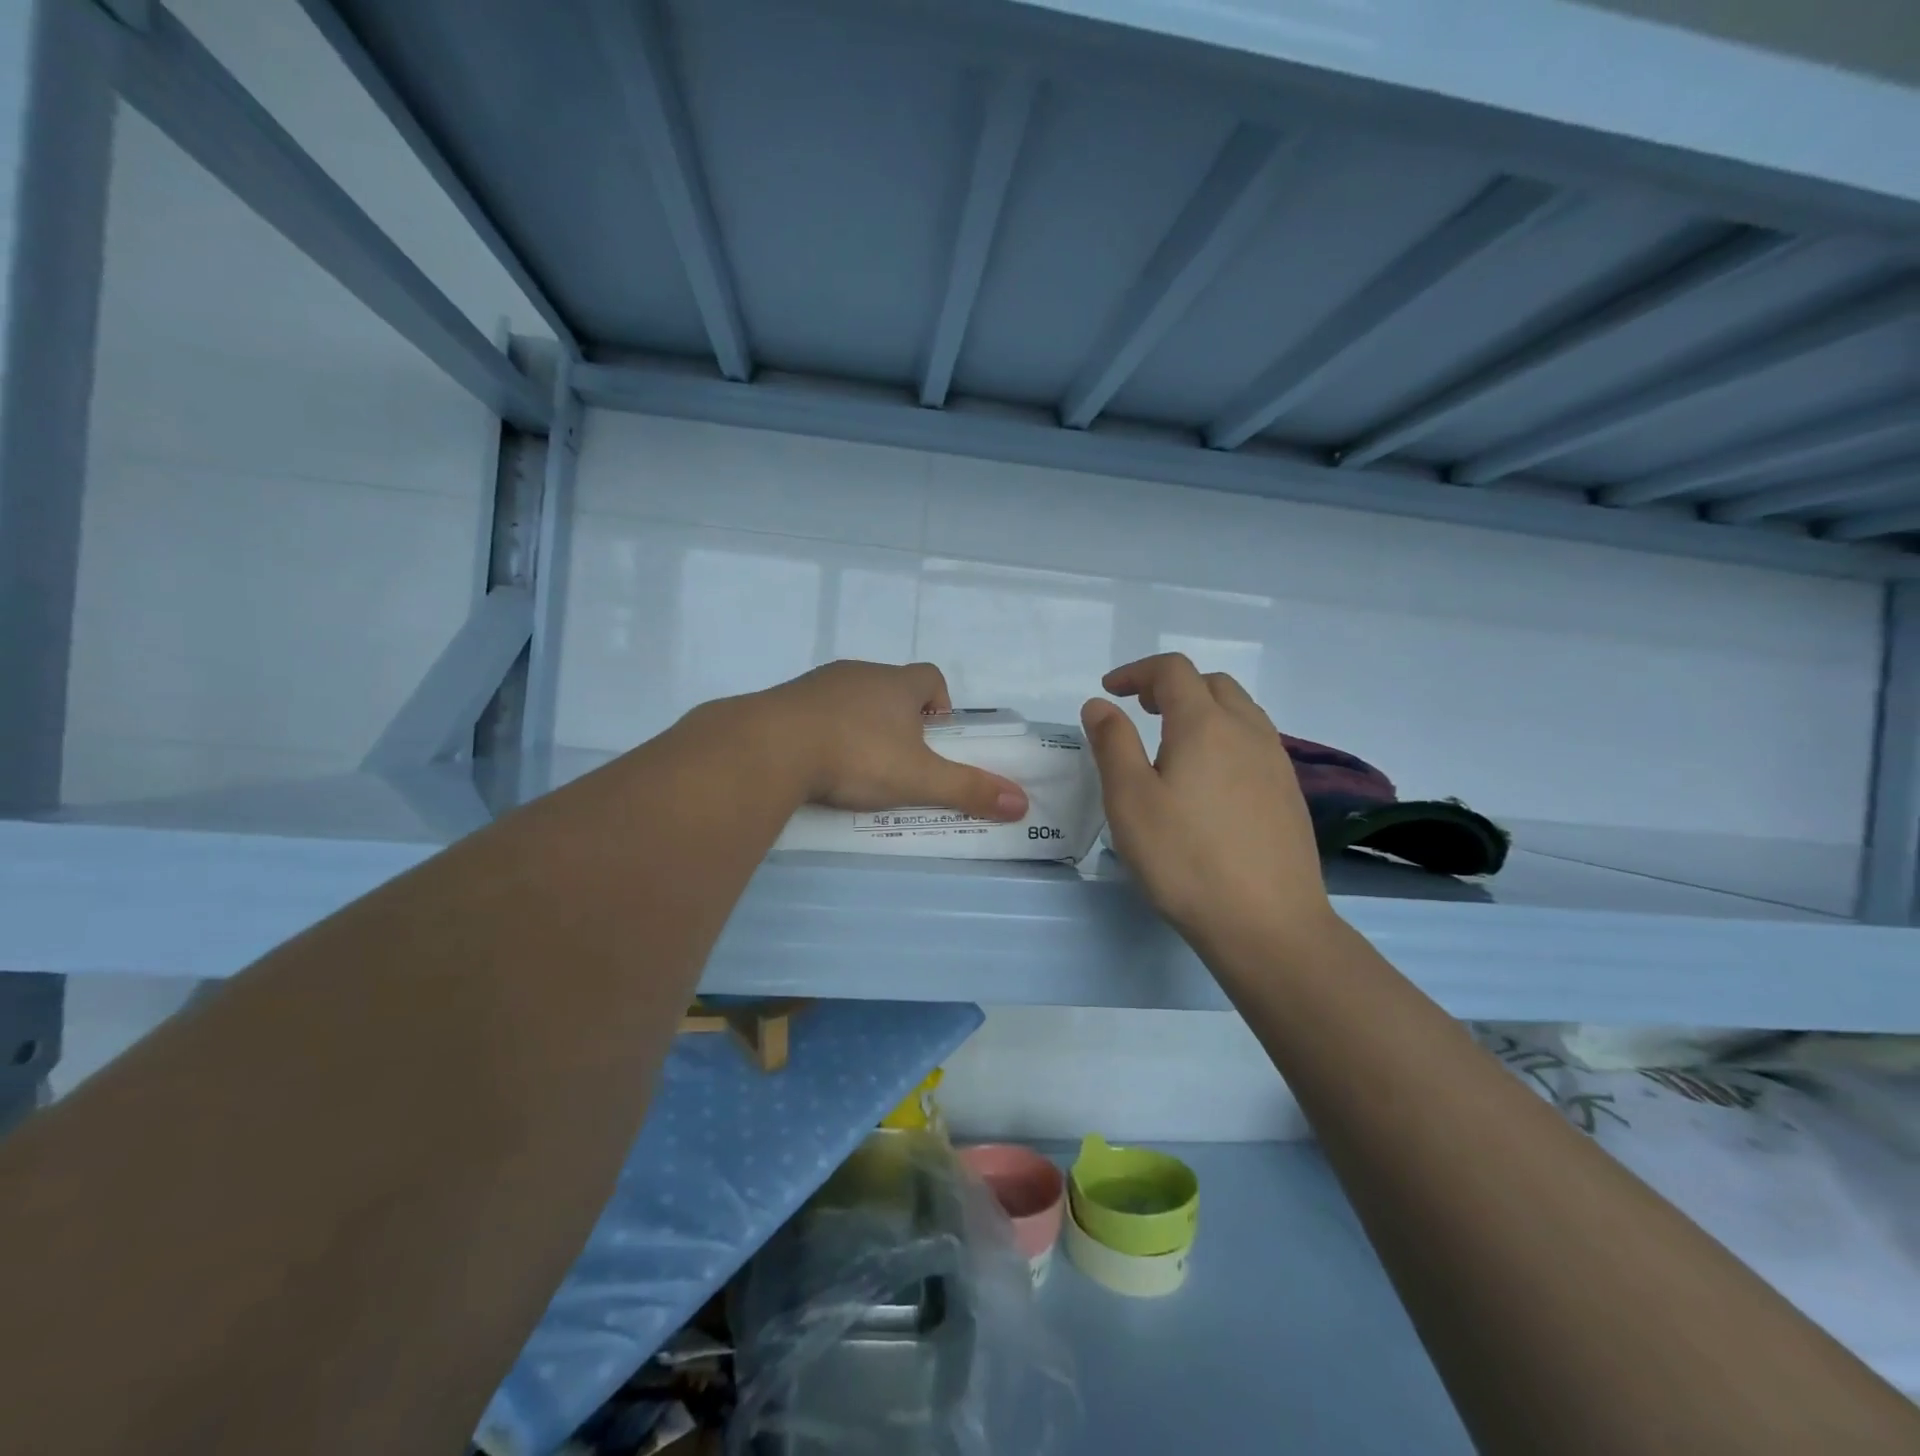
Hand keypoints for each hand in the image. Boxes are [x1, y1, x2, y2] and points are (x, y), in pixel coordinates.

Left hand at [757, 661, 1028, 820]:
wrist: (769, 747)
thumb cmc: (856, 756)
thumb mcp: (918, 778)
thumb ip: (968, 789)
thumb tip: (1022, 803)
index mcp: (896, 683)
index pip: (931, 677)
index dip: (940, 703)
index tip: (935, 737)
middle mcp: (859, 673)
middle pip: (890, 687)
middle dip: (900, 718)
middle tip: (898, 759)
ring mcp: (817, 684)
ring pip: (850, 697)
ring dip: (859, 723)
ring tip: (855, 765)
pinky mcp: (783, 700)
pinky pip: (813, 710)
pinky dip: (822, 729)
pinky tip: (815, 762)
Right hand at [1082, 654, 1333, 953]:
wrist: (1269, 924)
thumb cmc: (1186, 859)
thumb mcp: (1130, 800)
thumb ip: (1112, 744)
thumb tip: (1100, 704)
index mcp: (1205, 725)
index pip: (1172, 671)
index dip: (1137, 672)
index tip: (1110, 692)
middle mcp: (1247, 731)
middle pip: (1211, 683)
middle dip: (1171, 686)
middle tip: (1141, 712)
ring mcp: (1276, 762)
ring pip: (1239, 711)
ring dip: (1202, 709)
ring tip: (1173, 741)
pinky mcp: (1289, 793)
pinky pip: (1255, 742)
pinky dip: (1225, 737)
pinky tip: (1210, 779)